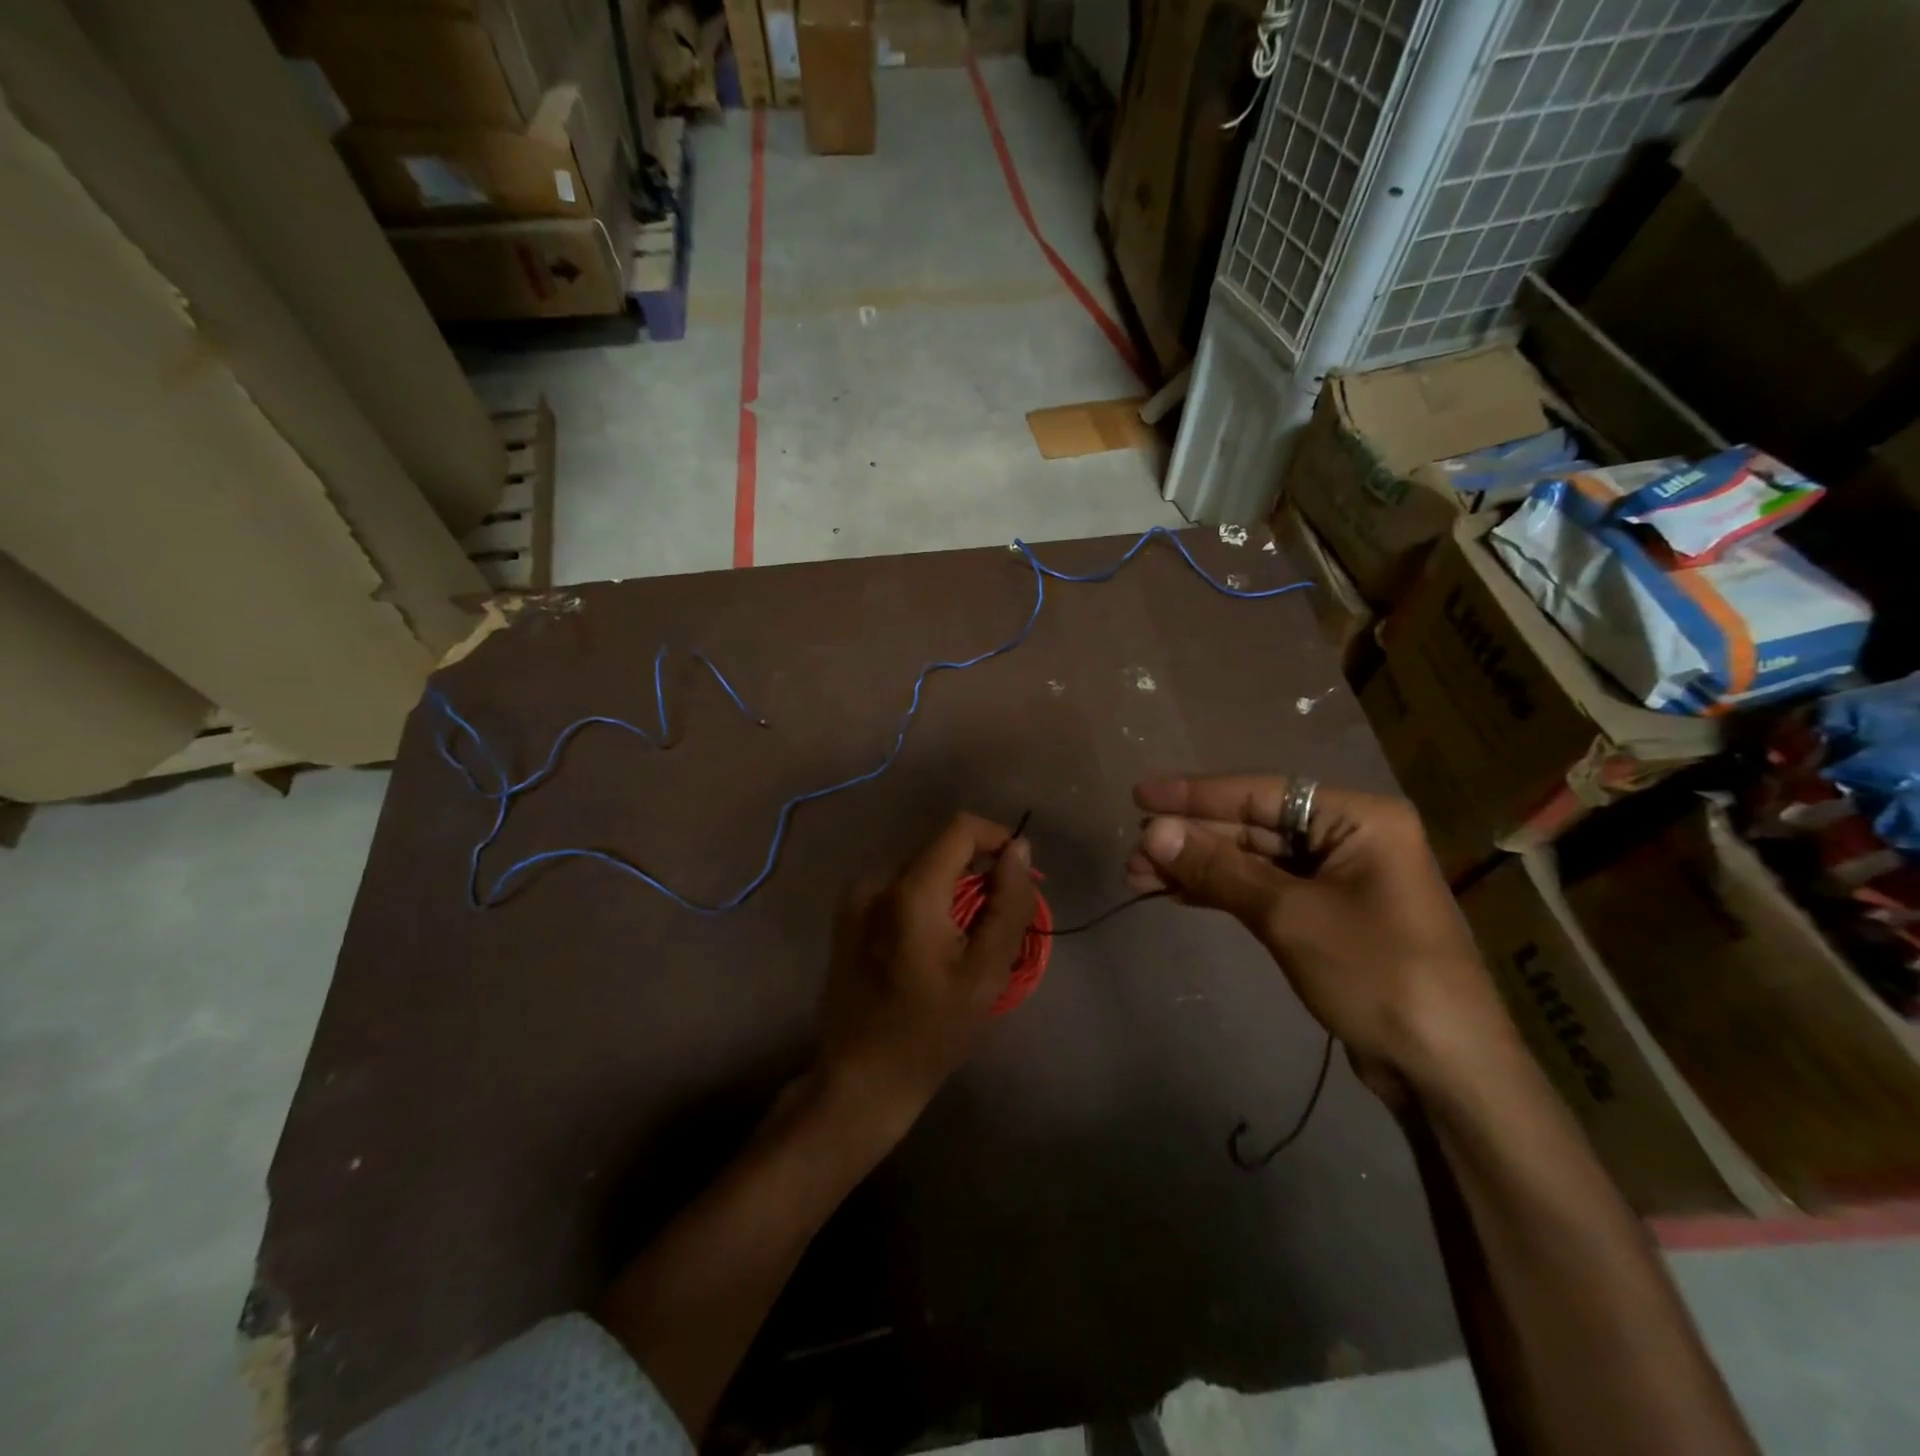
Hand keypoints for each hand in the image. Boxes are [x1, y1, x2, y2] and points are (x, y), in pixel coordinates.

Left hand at [813, 813, 1035, 1145]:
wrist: (860, 1078)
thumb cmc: (930, 1032)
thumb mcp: (986, 973)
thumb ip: (1008, 904)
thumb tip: (1018, 849)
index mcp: (909, 892)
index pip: (961, 829)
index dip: (997, 839)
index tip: (1017, 876)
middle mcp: (876, 881)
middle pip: (940, 851)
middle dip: (975, 875)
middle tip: (993, 925)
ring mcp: (855, 897)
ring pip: (920, 869)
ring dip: (950, 890)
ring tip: (962, 942)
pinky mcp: (846, 914)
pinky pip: (898, 888)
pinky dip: (924, 902)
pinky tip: (929, 947)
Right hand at [1126, 776, 1514, 1092]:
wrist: (1444, 1072)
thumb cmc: (1376, 975)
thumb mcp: (1289, 915)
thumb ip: (1218, 868)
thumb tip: (1151, 831)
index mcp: (1359, 818)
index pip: (1261, 794)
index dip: (1195, 795)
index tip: (1140, 794)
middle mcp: (1349, 838)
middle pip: (1254, 827)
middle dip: (1191, 840)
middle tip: (1133, 853)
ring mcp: (1338, 879)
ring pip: (1253, 861)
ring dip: (1198, 868)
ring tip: (1139, 878)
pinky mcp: (1327, 916)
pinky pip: (1263, 890)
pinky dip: (1221, 892)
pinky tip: (1178, 894)